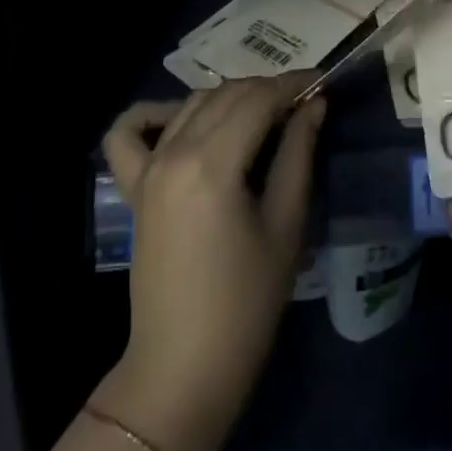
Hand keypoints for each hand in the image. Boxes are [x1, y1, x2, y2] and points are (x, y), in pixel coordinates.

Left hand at [98, 77, 324, 450]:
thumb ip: (298, 153)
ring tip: (264, 114)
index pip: (258, 99)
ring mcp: (147, 168)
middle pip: (227, 95)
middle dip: (268, 90)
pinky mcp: (134, 188)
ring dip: (230, 98)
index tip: (322, 81)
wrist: (183, 369)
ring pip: (192, 104)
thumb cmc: (246, 304)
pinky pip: (129, 133)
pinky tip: (182, 119)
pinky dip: (152, 114)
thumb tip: (314, 104)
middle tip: (302, 104)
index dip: (294, 84)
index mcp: (212, 163)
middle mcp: (174, 152)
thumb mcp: (286, 225)